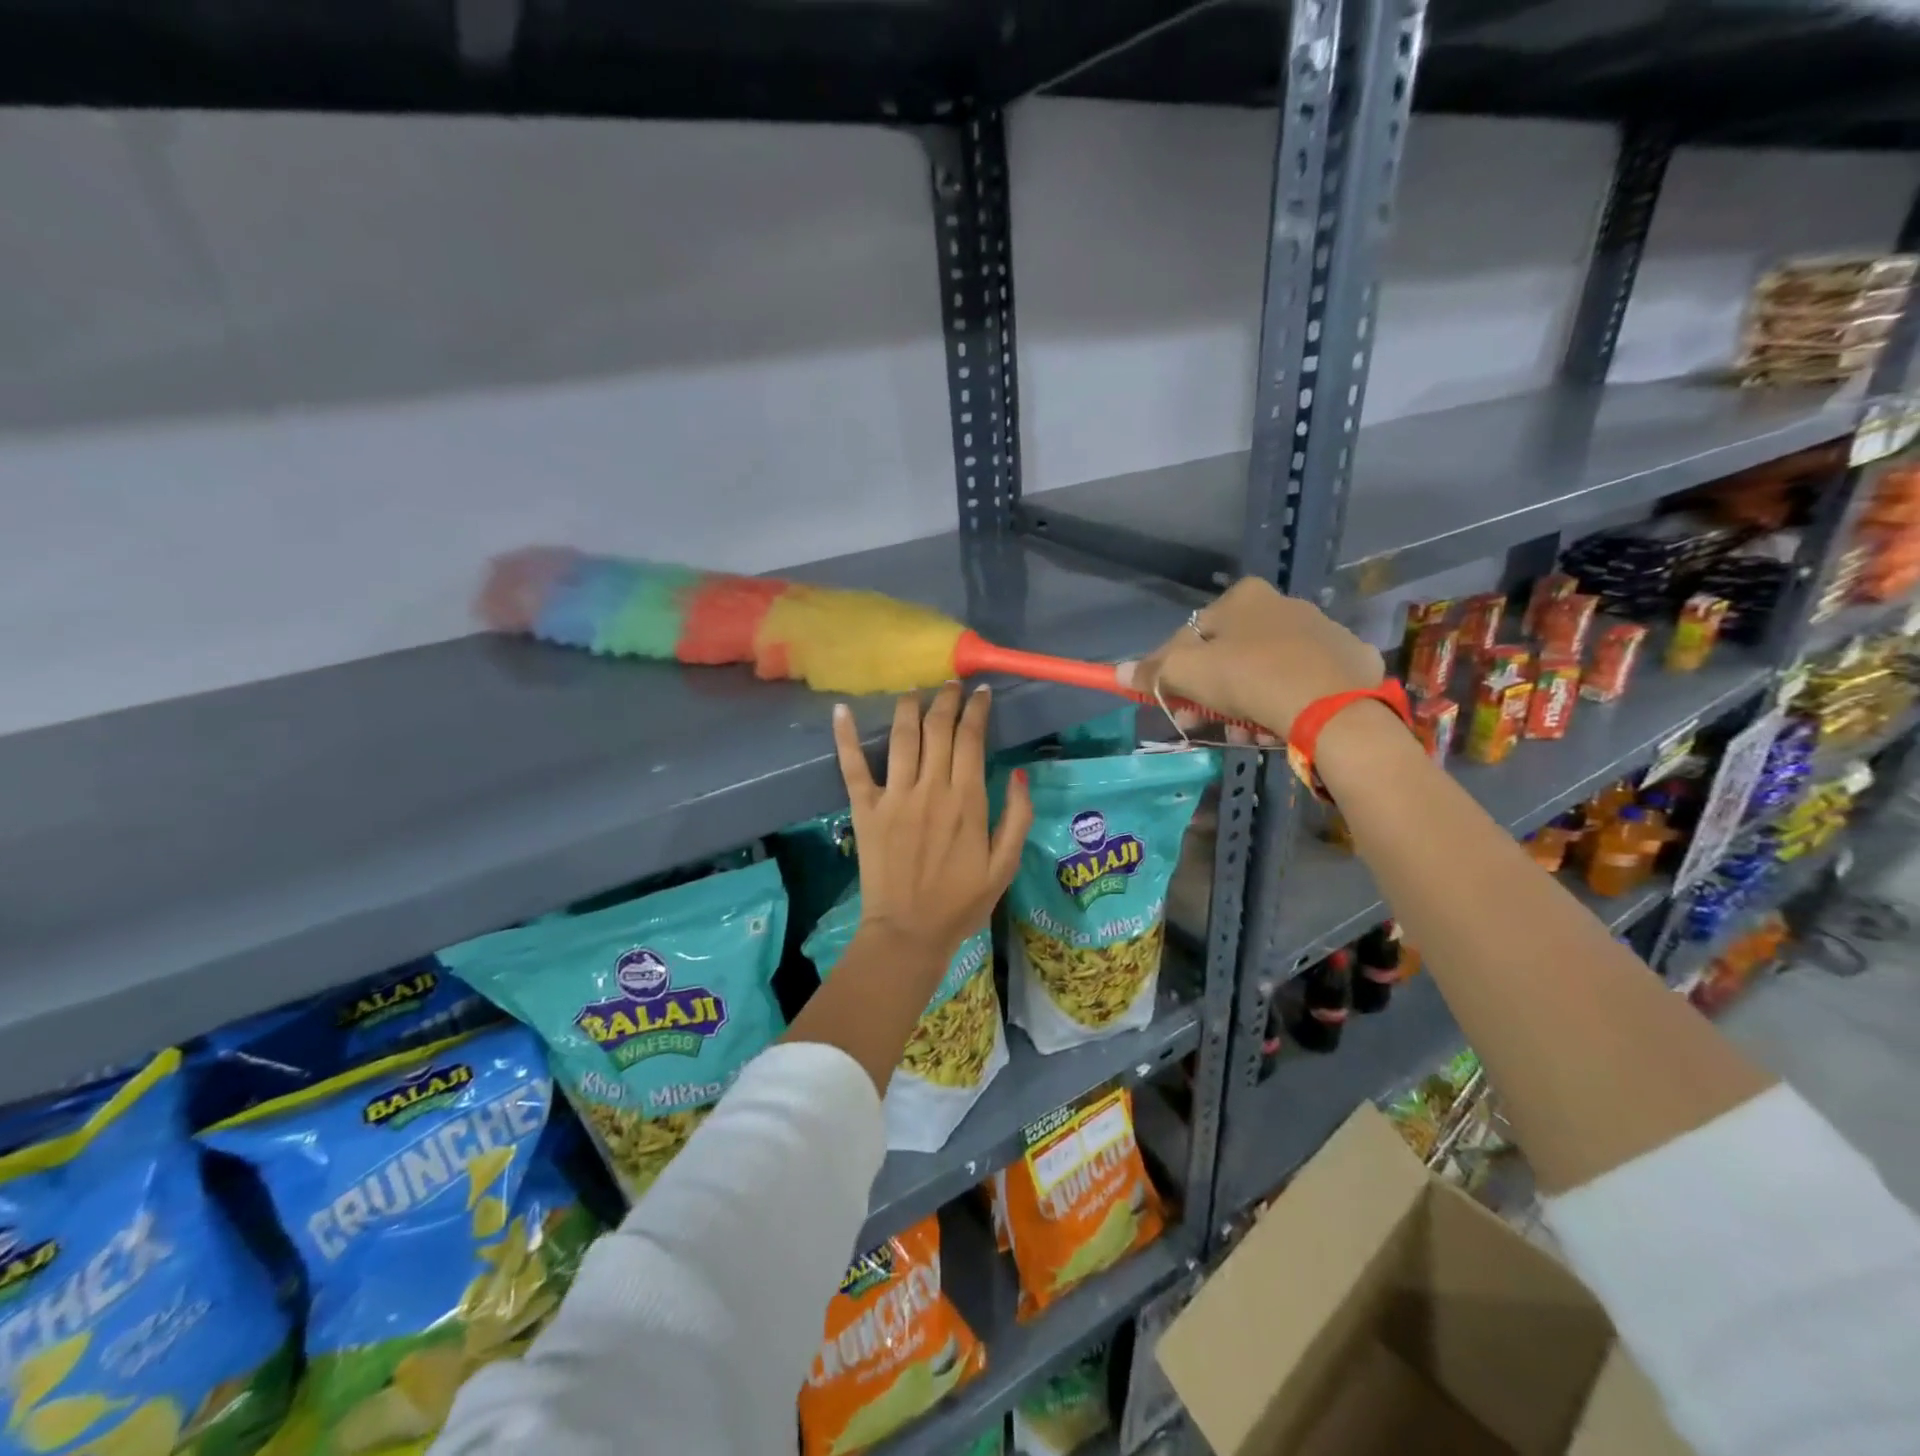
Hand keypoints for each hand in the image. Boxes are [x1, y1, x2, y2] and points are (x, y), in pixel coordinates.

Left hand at [831, 683, 1032, 961]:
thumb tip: (1017, 773)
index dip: (976, 709)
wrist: (909, 931)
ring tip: (915, 690)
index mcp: (966, 800)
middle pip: (937, 728)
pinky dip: (846, 737)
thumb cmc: (961, 902)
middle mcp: (930, 788)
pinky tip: (842, 710)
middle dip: (946, 699)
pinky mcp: (865, 809)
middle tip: (950, 684)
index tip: (981, 692)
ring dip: (908, 706)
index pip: (971, 738)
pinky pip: (853, 766)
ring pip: (901, 736)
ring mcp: (894, 796)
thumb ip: (1016, 817)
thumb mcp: (1004, 866)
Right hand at [1120, 579, 1384, 737]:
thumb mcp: (1186, 673)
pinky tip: (1276, 730)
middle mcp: (1284, 604)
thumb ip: (1152, 671)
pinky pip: (1302, 686)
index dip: (1173, 671)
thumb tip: (1120, 672)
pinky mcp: (1349, 663)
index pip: (1191, 634)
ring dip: (1244, 708)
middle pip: (1229, 656)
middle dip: (1210, 695)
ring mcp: (1323, 633)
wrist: (1333, 707)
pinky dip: (1284, 707)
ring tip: (1243, 736)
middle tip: (1201, 725)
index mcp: (1244, 597)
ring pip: (1264, 675)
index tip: (1169, 703)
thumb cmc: (1250, 678)